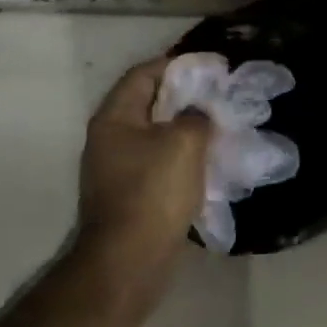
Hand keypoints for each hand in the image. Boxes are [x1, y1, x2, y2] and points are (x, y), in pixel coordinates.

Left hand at [77, 57, 211, 278]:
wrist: (130, 261)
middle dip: (184, 97)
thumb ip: (196, 115)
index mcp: (114, 119)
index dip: (176, 65)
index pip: (143, 74)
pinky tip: (206, 161)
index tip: (209, 67)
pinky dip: (181, 156)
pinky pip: (157, 162)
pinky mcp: (129, 195)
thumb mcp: (185, 142)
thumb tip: (198, 113)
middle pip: (148, 104)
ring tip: (218, 126)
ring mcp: (116, 169)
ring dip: (184, 128)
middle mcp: (109, 139)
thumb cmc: (154, 192)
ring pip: (155, 135)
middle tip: (217, 95)